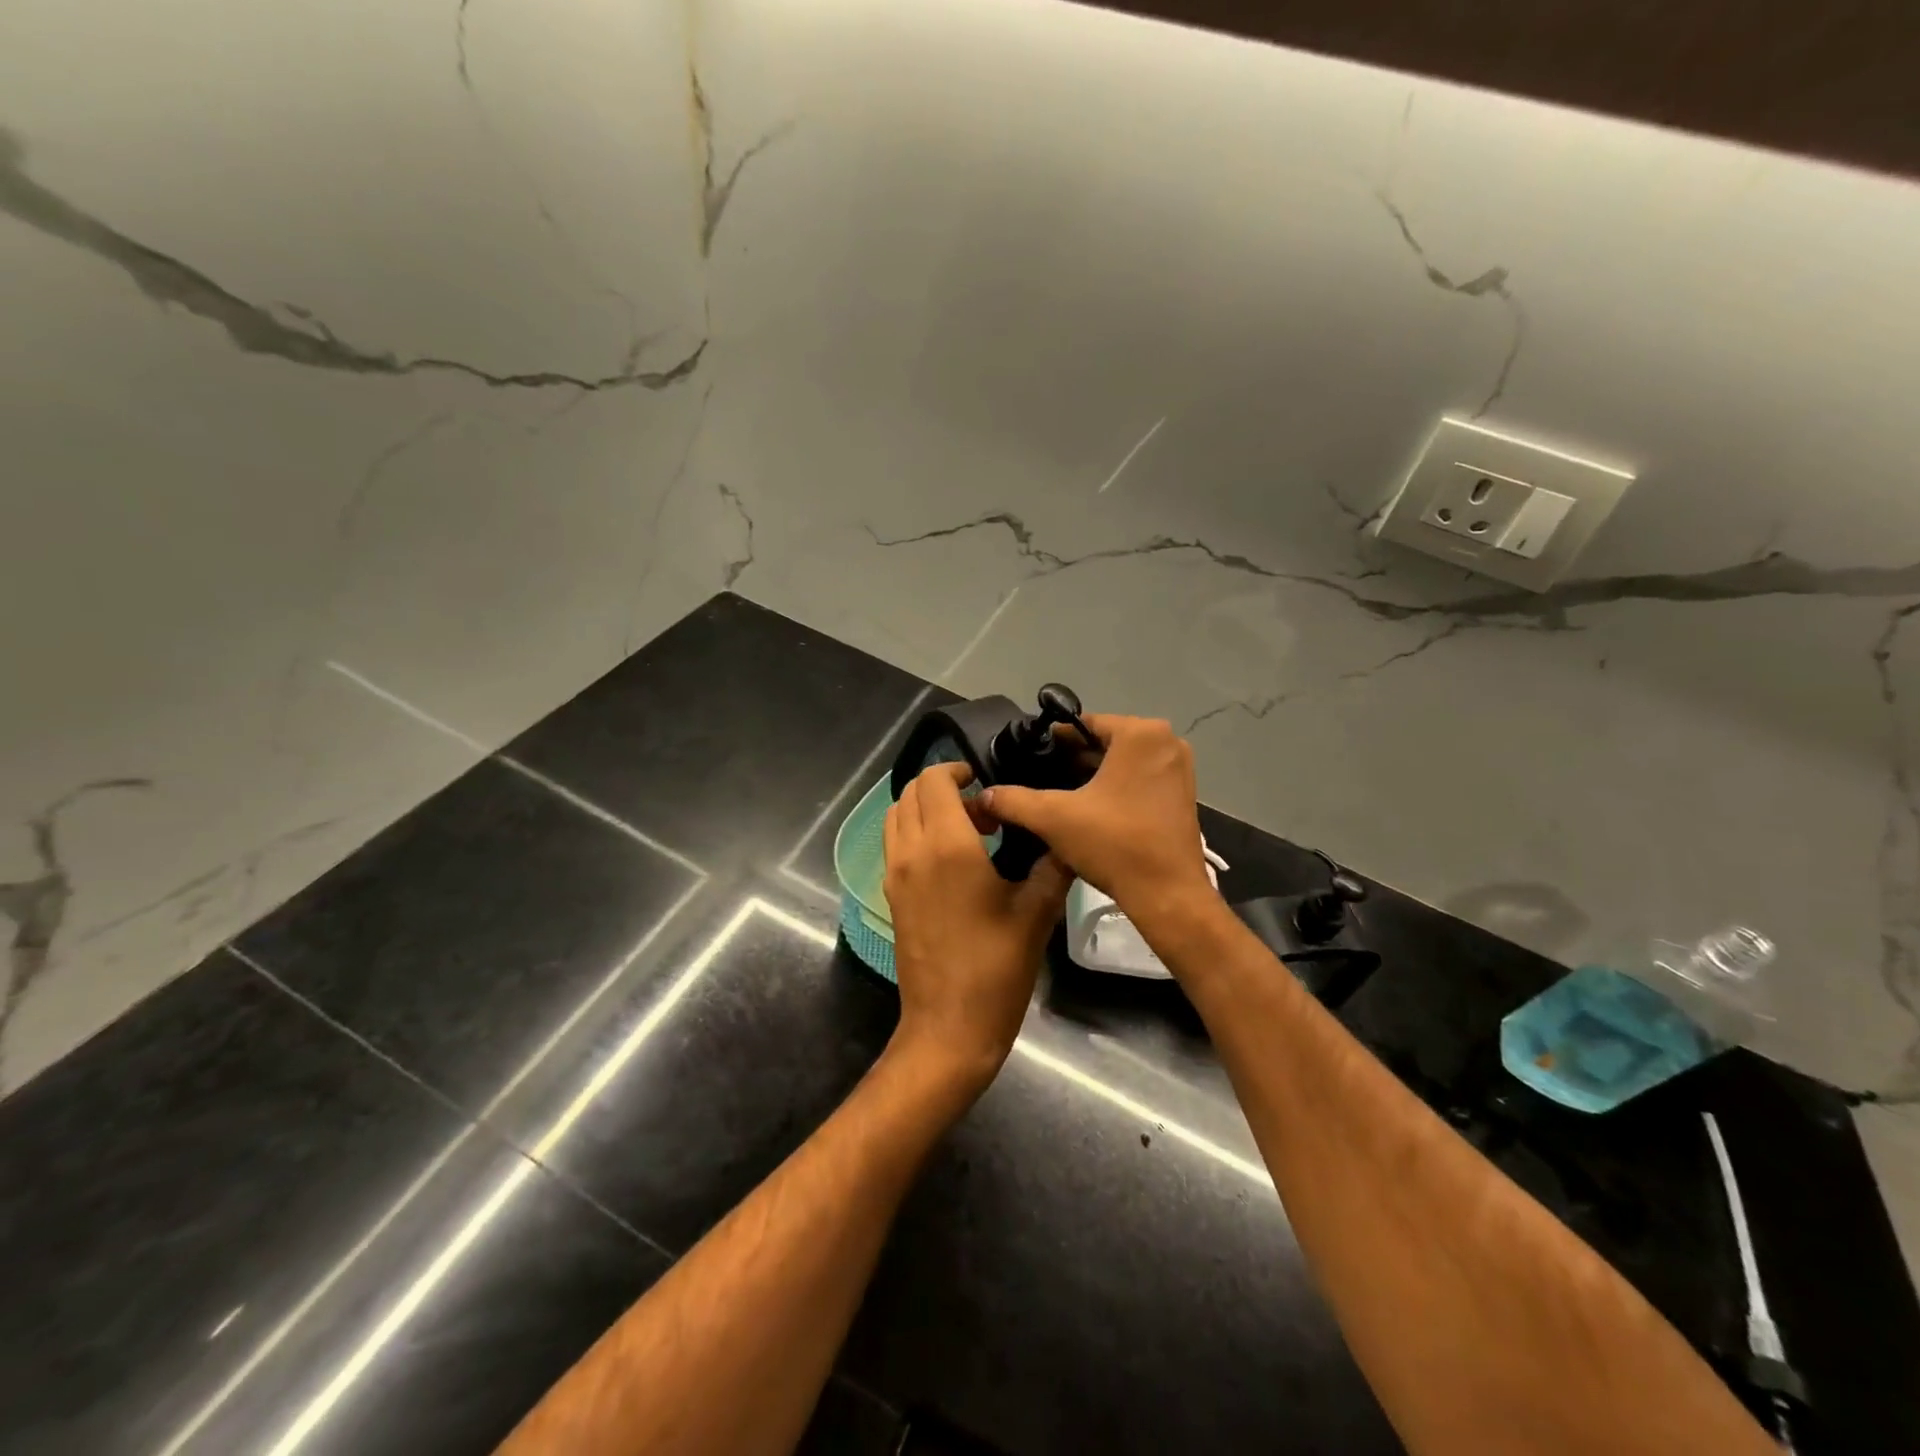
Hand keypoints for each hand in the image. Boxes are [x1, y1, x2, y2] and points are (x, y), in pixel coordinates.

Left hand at [882, 762, 1069, 1095]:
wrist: (948, 1028)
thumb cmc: (995, 969)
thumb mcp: (1036, 913)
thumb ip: (1053, 865)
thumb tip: (1066, 836)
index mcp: (946, 846)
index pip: (934, 781)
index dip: (956, 770)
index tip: (986, 783)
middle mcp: (911, 852)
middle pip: (911, 794)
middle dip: (944, 788)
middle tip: (984, 810)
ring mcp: (895, 875)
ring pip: (898, 818)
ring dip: (926, 810)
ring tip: (968, 832)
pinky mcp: (891, 896)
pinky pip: (895, 845)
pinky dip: (916, 834)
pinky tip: (953, 862)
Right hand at [980, 715, 1215, 924]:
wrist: (1167, 895)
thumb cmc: (1114, 844)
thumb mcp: (1054, 818)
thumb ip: (1014, 800)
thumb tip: (983, 795)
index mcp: (1141, 734)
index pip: (1085, 724)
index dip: (1052, 740)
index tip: (1027, 755)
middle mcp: (1167, 743)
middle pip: (1105, 741)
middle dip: (1072, 758)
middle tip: (1038, 776)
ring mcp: (1179, 769)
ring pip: (1122, 761)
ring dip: (1092, 774)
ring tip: (1057, 794)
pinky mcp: (1183, 795)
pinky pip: (1140, 778)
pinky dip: (1115, 787)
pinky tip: (1088, 809)